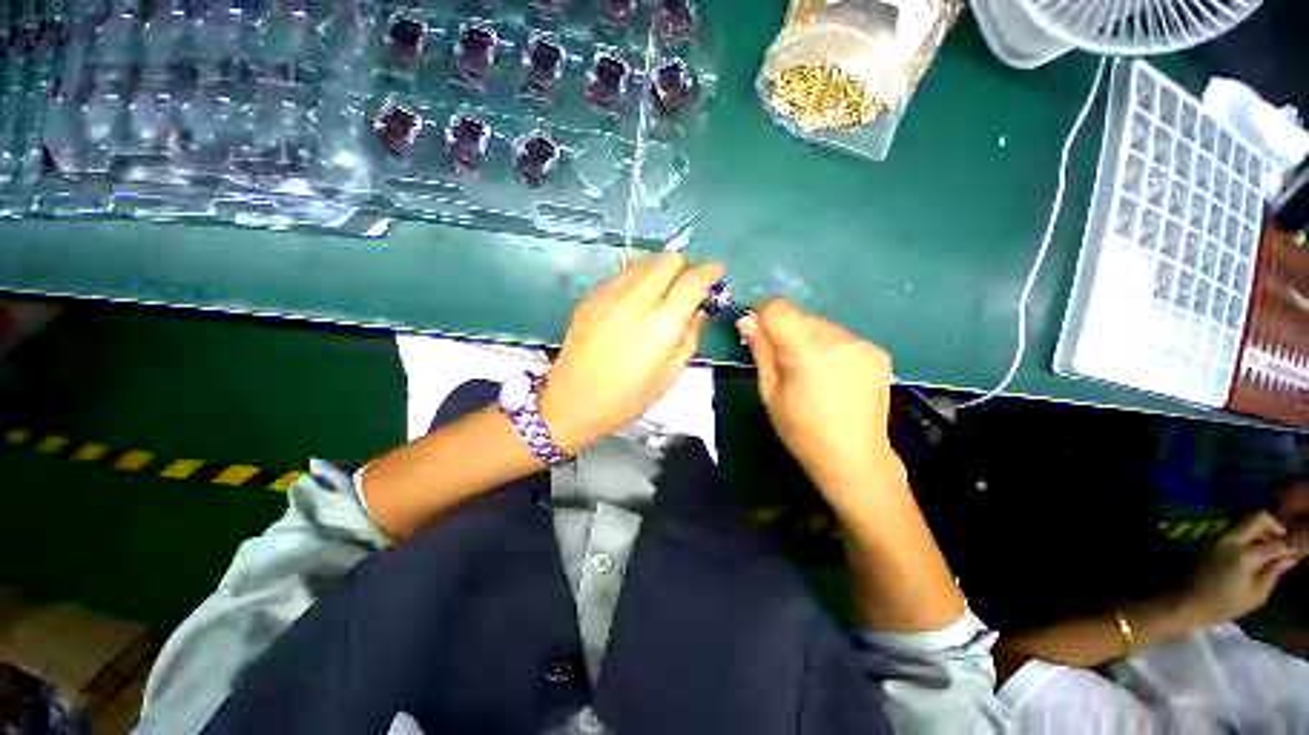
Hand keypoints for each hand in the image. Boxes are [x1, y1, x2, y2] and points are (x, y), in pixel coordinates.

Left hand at [540, 253, 723, 453]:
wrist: (572, 399)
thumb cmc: (627, 396)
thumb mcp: (670, 375)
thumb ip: (690, 337)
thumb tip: (698, 311)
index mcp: (662, 322)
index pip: (693, 279)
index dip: (710, 270)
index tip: (717, 271)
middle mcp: (637, 298)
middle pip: (668, 259)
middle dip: (684, 267)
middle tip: (686, 287)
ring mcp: (610, 293)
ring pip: (644, 262)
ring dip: (660, 271)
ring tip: (661, 295)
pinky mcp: (592, 295)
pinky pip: (624, 274)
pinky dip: (638, 279)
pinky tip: (634, 303)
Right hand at [736, 299, 897, 508]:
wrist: (855, 459)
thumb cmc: (802, 432)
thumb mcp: (770, 393)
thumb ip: (760, 351)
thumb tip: (746, 320)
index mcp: (807, 351)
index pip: (778, 308)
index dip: (761, 313)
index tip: (754, 329)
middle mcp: (838, 339)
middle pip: (799, 314)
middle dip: (783, 327)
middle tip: (779, 356)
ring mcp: (862, 344)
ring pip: (821, 323)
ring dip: (806, 335)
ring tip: (806, 367)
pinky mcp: (877, 352)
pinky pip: (842, 336)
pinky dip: (828, 345)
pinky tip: (829, 371)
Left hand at [1182, 511, 1306, 625]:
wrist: (1189, 602)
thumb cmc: (1225, 605)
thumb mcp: (1257, 594)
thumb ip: (1274, 572)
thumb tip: (1292, 556)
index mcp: (1246, 555)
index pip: (1278, 542)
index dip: (1293, 544)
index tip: (1300, 548)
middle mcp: (1232, 539)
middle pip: (1259, 517)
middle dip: (1275, 527)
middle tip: (1282, 543)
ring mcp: (1220, 537)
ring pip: (1247, 520)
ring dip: (1262, 529)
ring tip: (1270, 548)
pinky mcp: (1213, 540)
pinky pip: (1237, 528)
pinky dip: (1250, 533)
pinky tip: (1256, 550)